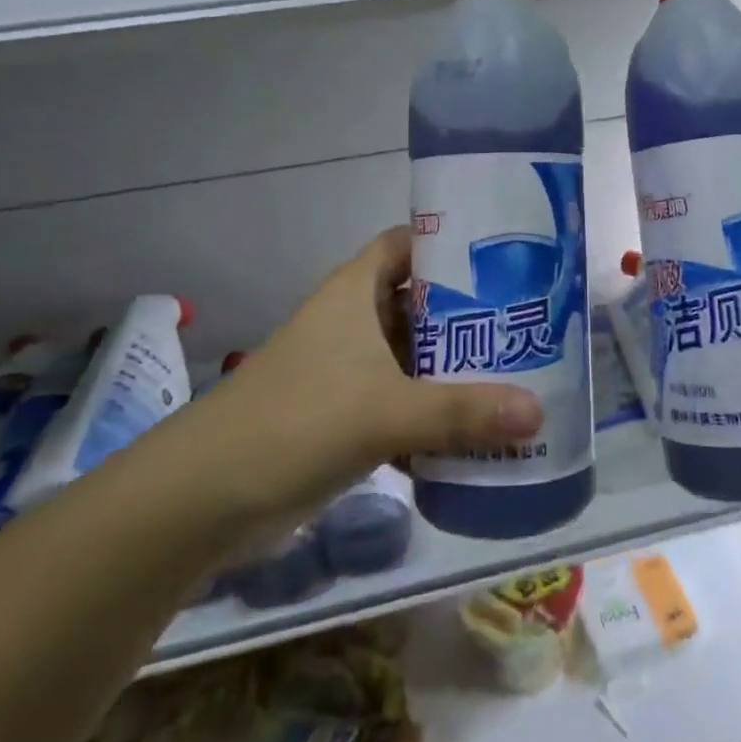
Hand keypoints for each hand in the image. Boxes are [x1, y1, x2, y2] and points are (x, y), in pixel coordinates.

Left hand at [217, 227, 545, 504]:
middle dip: (469, 313)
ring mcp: (347, 370)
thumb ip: (461, 412)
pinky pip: (401, 402)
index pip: (407, 244)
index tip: (504, 255)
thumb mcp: (383, 411)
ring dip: (454, 367)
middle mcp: (353, 321)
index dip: (450, 242)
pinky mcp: (344, 417)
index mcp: (355, 292)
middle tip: (527, 321)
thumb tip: (538, 414)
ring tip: (518, 373)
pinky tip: (476, 433)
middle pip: (420, 302)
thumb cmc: (295, 422)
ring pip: (413, 355)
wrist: (202, 499)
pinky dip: (433, 414)